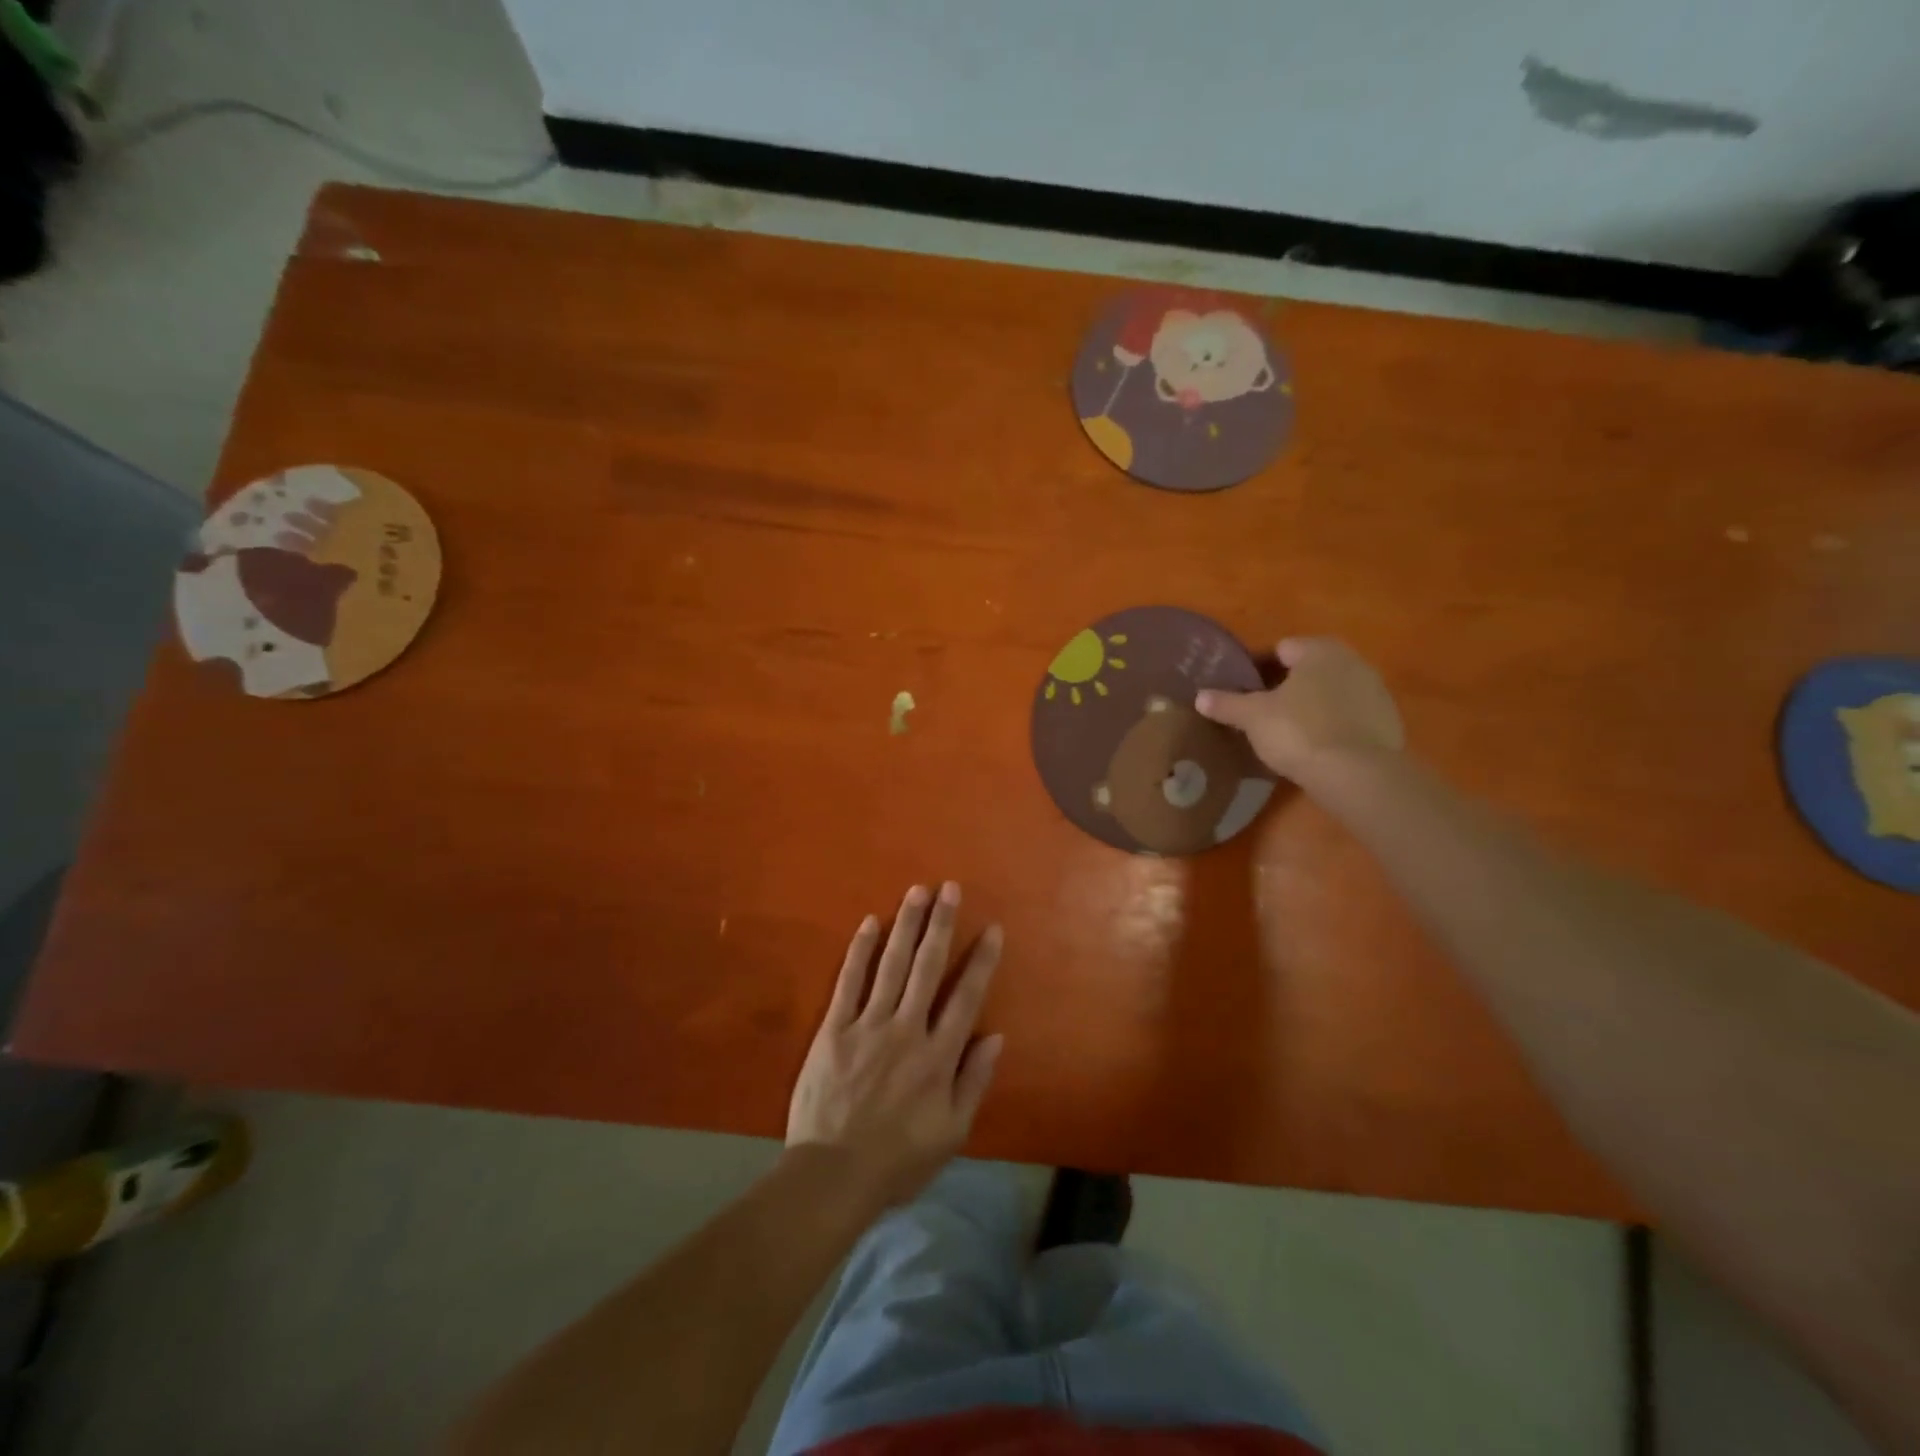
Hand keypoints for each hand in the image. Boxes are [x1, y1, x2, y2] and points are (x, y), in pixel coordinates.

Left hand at [787, 883, 1004, 1207]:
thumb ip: (974, 1081)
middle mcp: (907, 1030)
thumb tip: (997, 1035)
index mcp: (938, 1056)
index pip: (966, 997)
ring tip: (917, 891)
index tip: (991, 928)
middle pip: (928, 967)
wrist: (832, 1176)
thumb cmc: (898, 1160)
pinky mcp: (834, 1029)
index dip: (981, 960)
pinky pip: (849, 982)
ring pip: (892, 965)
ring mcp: (868, 1025)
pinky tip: (869, 923)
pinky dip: (860, 951)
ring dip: (906, 925)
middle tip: (949, 888)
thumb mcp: (952, 1133)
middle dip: (941, 924)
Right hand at [1196, 637, 1404, 782]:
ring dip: (1312, 705)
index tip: (1242, 689)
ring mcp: (1375, 692)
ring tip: (1287, 731)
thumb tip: (1200, 696)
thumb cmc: (1299, 731)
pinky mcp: (1388, 723)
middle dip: (1286, 685)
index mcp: (1320, 650)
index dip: (1258, 667)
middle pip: (1309, 669)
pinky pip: (1349, 717)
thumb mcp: (1253, 717)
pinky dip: (1333, 725)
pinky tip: (1315, 746)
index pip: (1281, 648)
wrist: (1357, 774)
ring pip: (1331, 692)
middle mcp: (1353, 661)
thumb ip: (1226, 704)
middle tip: (1261, 710)